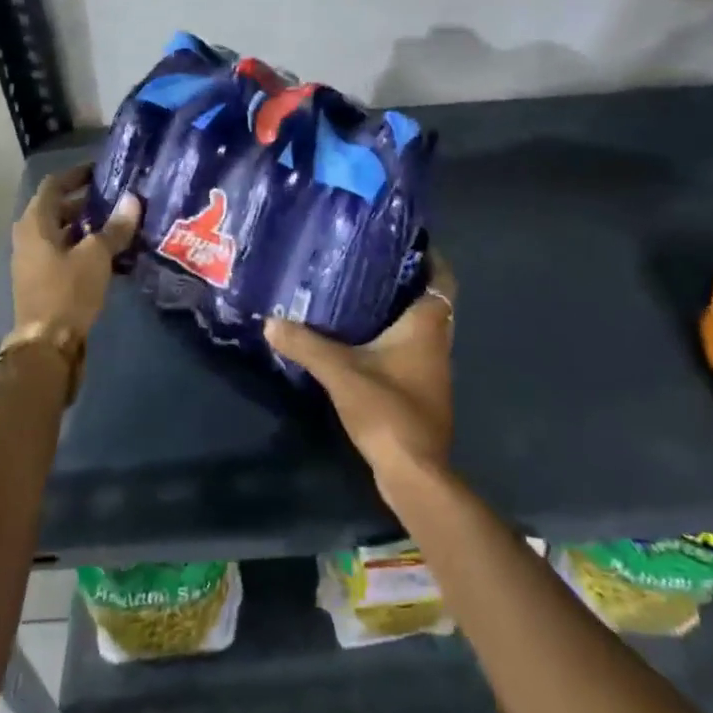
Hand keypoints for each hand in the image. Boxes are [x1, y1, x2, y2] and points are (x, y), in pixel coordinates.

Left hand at [11, 166, 141, 334]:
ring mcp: (32, 259)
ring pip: (60, 231)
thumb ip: (115, 227)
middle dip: (85, 200)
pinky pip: (61, 251)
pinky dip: (81, 245)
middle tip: (115, 197)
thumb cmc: (68, 291)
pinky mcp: (40, 279)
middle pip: (56, 207)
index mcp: (35, 222)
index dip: (77, 174)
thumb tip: (133, 200)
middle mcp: (28, 236)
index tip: (102, 171)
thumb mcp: (96, 255)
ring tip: (116, 222)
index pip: (54, 184)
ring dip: (85, 224)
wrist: (46, 344)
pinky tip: (107, 252)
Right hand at [266, 251, 456, 486]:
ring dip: (401, 311)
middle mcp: (438, 343)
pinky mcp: (423, 392)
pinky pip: (414, 351)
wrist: (414, 472)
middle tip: (372, 263)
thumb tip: (271, 321)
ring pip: (423, 328)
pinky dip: (396, 339)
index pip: (441, 279)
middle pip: (432, 301)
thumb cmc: (387, 409)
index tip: (405, 240)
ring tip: (363, 294)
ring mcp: (434, 370)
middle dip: (408, 281)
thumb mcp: (340, 371)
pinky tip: (365, 340)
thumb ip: (306, 344)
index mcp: (427, 326)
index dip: (431, 257)